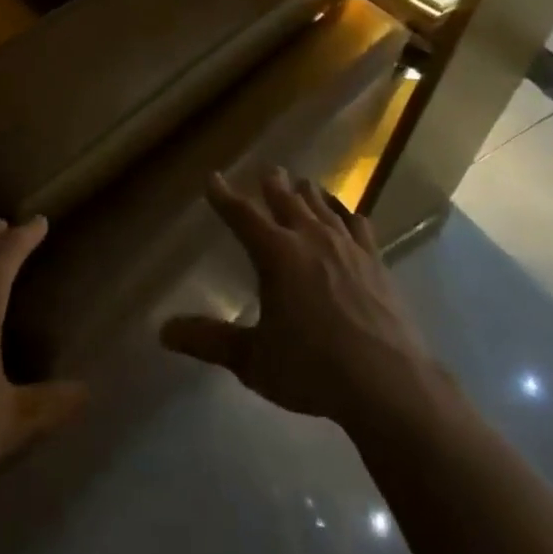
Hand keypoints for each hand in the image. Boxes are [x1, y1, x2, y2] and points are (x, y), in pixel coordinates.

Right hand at [161, 169, 438, 434]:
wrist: (389, 383)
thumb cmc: (314, 369)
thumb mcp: (254, 361)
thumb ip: (210, 341)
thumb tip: (163, 332)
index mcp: (276, 253)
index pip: (242, 215)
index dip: (224, 196)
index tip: (213, 178)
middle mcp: (309, 238)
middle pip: (286, 199)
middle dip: (273, 184)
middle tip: (267, 170)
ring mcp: (347, 246)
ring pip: (322, 206)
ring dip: (308, 193)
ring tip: (302, 182)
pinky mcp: (376, 261)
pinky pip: (358, 225)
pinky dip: (347, 214)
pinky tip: (348, 214)